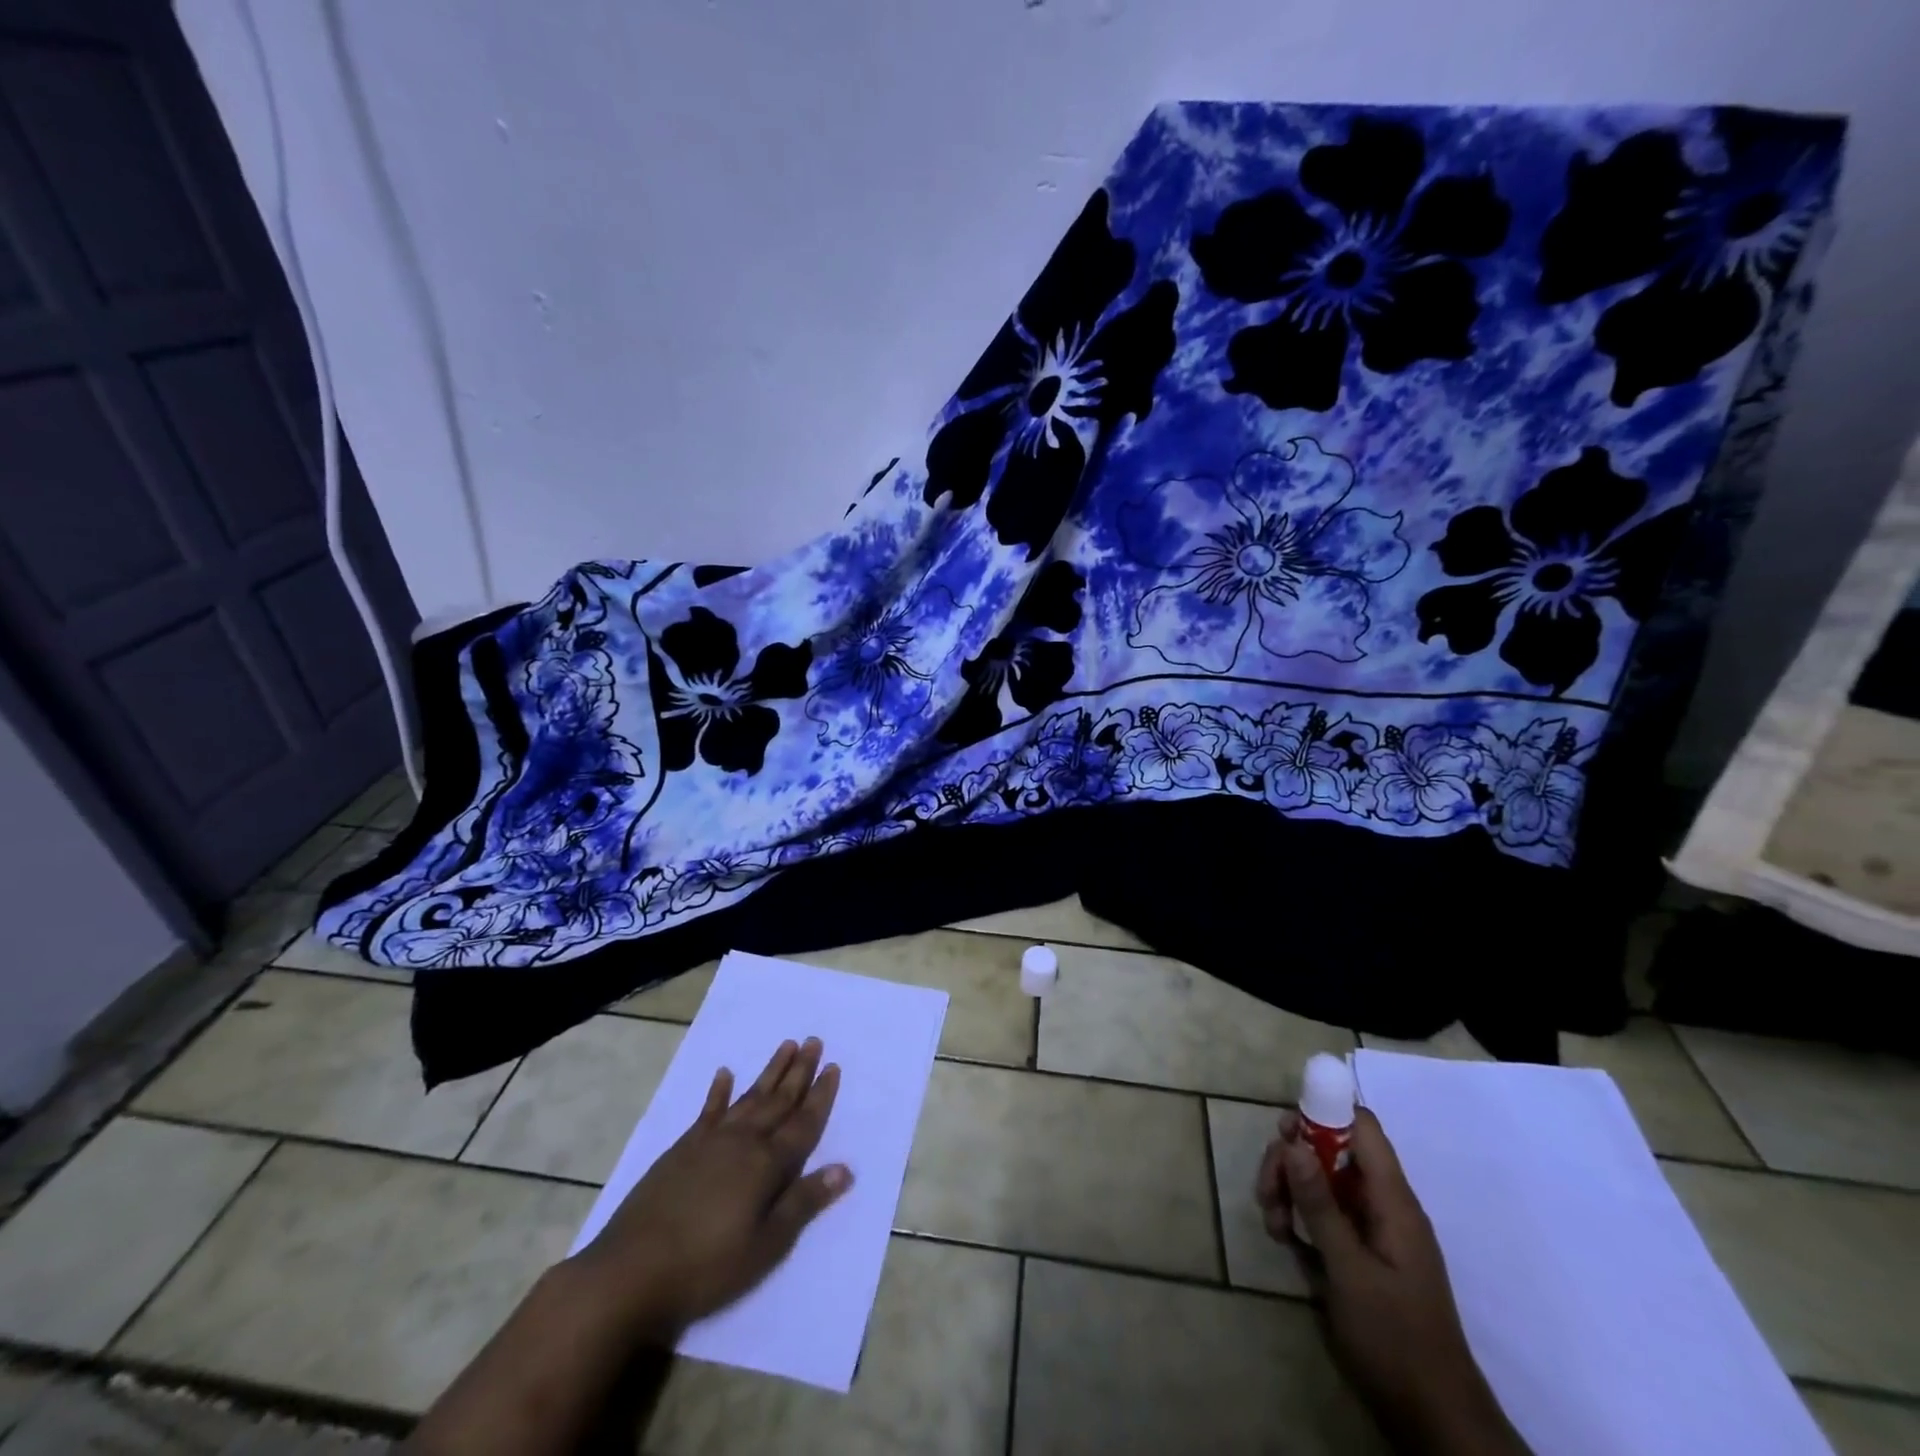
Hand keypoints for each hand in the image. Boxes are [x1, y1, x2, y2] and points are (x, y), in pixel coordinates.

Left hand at [572, 1037, 852, 1341]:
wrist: (630, 1272)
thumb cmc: (706, 1266)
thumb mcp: (765, 1246)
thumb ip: (803, 1203)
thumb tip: (845, 1169)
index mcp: (767, 1165)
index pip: (803, 1123)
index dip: (820, 1096)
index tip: (833, 1067)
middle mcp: (742, 1142)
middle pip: (778, 1100)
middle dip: (799, 1071)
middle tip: (814, 1041)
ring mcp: (709, 1141)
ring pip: (749, 1097)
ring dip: (769, 1072)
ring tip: (786, 1046)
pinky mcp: (682, 1149)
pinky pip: (708, 1110)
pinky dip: (718, 1091)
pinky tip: (724, 1074)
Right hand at [1256, 1108, 1528, 1455]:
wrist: (1433, 1419)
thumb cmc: (1395, 1338)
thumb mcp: (1349, 1271)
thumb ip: (1320, 1204)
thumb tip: (1292, 1140)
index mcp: (1393, 1200)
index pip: (1362, 1127)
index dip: (1324, 1112)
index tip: (1284, 1128)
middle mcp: (1383, 1204)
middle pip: (1330, 1150)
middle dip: (1292, 1161)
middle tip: (1266, 1191)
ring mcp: (1371, 1229)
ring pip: (1321, 1181)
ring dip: (1290, 1191)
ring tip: (1273, 1225)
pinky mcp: (1359, 1252)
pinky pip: (1324, 1214)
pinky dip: (1299, 1218)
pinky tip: (1283, 1240)